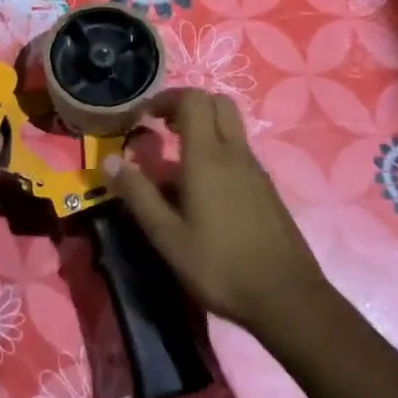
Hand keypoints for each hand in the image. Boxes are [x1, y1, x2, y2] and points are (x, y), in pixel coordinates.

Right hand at [103, 89, 332, 342]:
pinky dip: (218, 153)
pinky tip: (203, 194)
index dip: (166, 98)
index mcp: (208, 156)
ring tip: (177, 166)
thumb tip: (109, 161)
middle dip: (188, 106)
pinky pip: (239, 152)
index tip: (145, 118)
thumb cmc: (221, 266)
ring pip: (230, 127)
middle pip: (217, 102)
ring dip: (203, 130)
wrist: (288, 299)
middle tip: (165, 129)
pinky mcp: (266, 189)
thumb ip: (138, 195)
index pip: (192, 99)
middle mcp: (235, 153)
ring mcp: (255, 170)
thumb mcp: (168, 237)